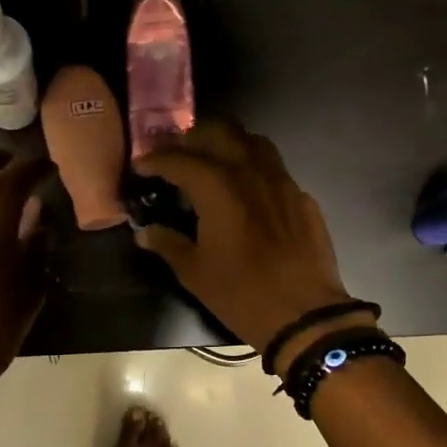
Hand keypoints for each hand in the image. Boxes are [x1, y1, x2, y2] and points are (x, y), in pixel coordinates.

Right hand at [134, 120, 369, 372]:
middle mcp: (251, 172)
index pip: (180, 159)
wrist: (305, 314)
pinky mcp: (302, 198)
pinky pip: (275, 170)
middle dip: (193, 138)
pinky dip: (254, 171)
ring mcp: (282, 182)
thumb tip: (145, 232)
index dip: (156, 159)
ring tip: (212, 162)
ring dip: (228, 144)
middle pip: (220, 132)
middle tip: (177, 155)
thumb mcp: (195, 273)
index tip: (141, 164)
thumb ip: (169, 244)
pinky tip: (248, 194)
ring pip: (253, 142)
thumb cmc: (242, 294)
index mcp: (218, 188)